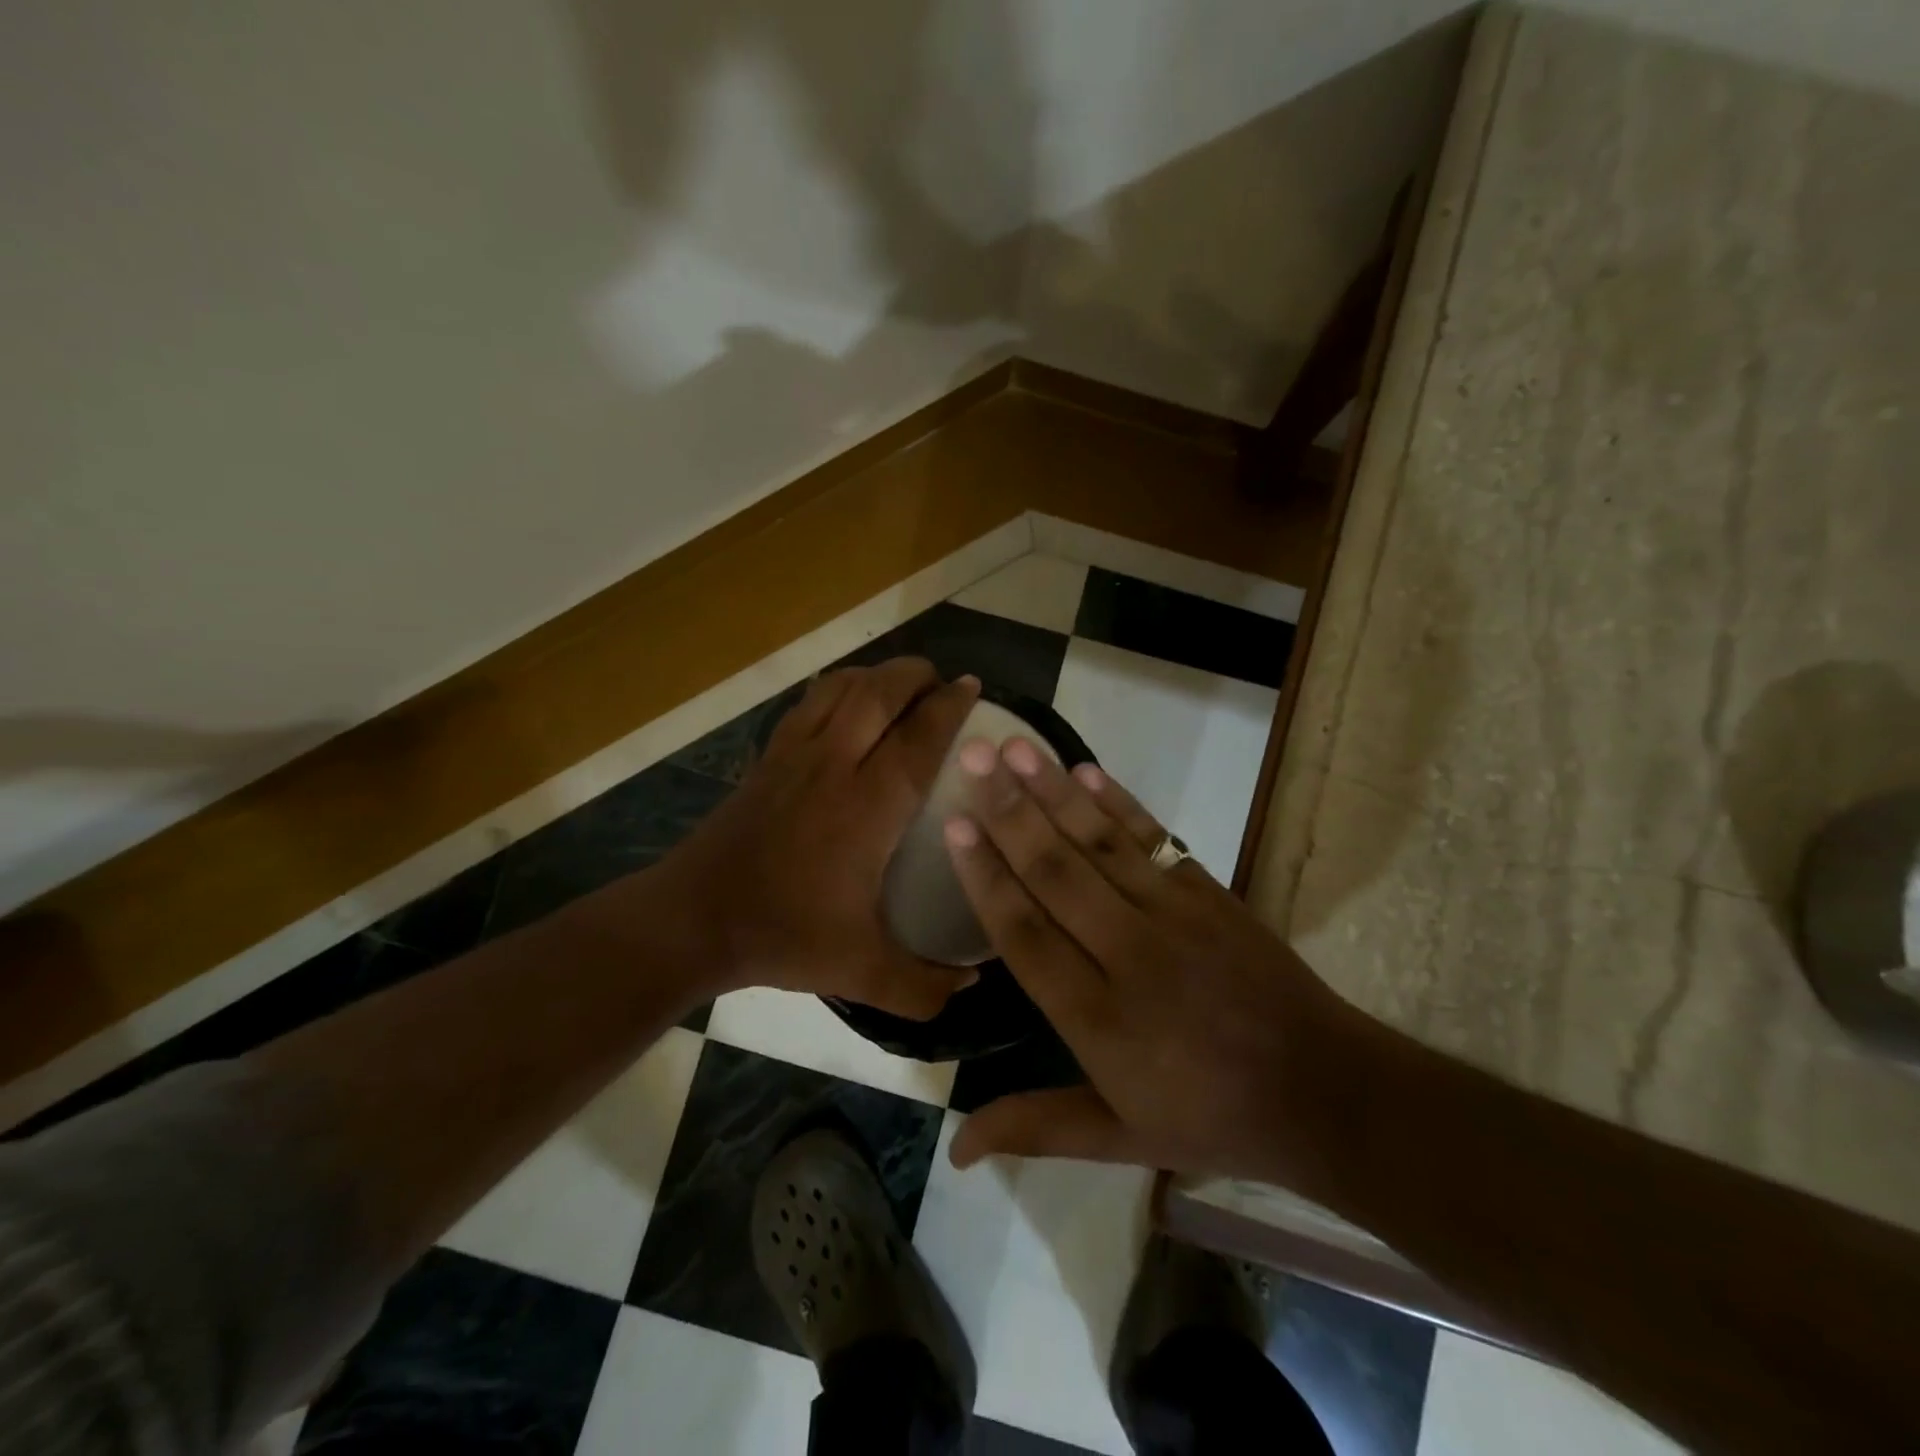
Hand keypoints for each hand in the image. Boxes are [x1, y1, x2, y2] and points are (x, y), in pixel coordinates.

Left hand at [658, 658, 980, 1019]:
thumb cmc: (783, 935)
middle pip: (879, 693)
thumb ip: (923, 985)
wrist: (694, 919)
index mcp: (866, 808)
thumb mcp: (861, 972)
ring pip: (841, 687)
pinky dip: (839, 688)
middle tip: (942, 682)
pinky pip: (810, 702)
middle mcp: (833, 765)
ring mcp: (795, 754)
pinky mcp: (768, 757)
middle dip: (916, 674)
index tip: (973, 687)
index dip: (949, 707)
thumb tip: (973, 984)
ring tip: (901, 685)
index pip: (917, 739)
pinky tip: (849, 704)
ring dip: (877, 675)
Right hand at [942, 736, 1359, 1183]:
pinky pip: (1154, 839)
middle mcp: (1129, 956)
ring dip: (1054, 792)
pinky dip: (1118, 803)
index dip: (987, 878)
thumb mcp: (1118, 1137)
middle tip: (971, 756)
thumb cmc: (1209, 1117)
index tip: (955, 826)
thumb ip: (1035, 1127)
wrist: (1324, 1091)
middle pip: (1057, 873)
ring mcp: (1174, 917)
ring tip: (1015, 746)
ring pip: (1100, 844)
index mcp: (1098, 1019)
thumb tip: (954, 1150)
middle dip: (1009, 812)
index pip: (1027, 934)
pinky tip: (1085, 771)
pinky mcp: (1209, 894)